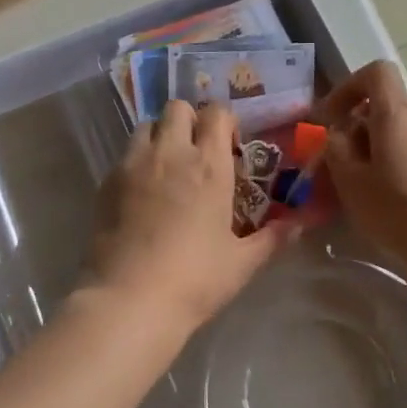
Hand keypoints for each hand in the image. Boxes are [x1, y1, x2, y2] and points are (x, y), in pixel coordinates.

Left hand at [83, 100, 294, 337]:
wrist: (130, 299)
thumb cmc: (194, 279)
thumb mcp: (242, 263)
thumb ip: (272, 239)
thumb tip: (299, 224)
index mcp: (209, 166)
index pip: (217, 114)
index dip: (225, 122)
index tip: (229, 146)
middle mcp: (171, 153)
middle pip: (177, 107)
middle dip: (190, 120)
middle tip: (197, 151)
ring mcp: (134, 164)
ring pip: (146, 125)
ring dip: (160, 136)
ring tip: (167, 167)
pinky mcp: (107, 182)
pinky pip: (124, 155)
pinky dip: (136, 162)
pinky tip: (142, 194)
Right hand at [315, 61, 406, 275]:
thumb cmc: (399, 212)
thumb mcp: (351, 183)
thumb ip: (337, 148)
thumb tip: (341, 134)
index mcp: (397, 113)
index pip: (376, 72)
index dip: (349, 88)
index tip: (332, 119)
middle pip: (388, 104)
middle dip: (361, 126)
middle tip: (346, 164)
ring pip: (406, 127)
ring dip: (384, 144)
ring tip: (375, 184)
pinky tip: (405, 195)